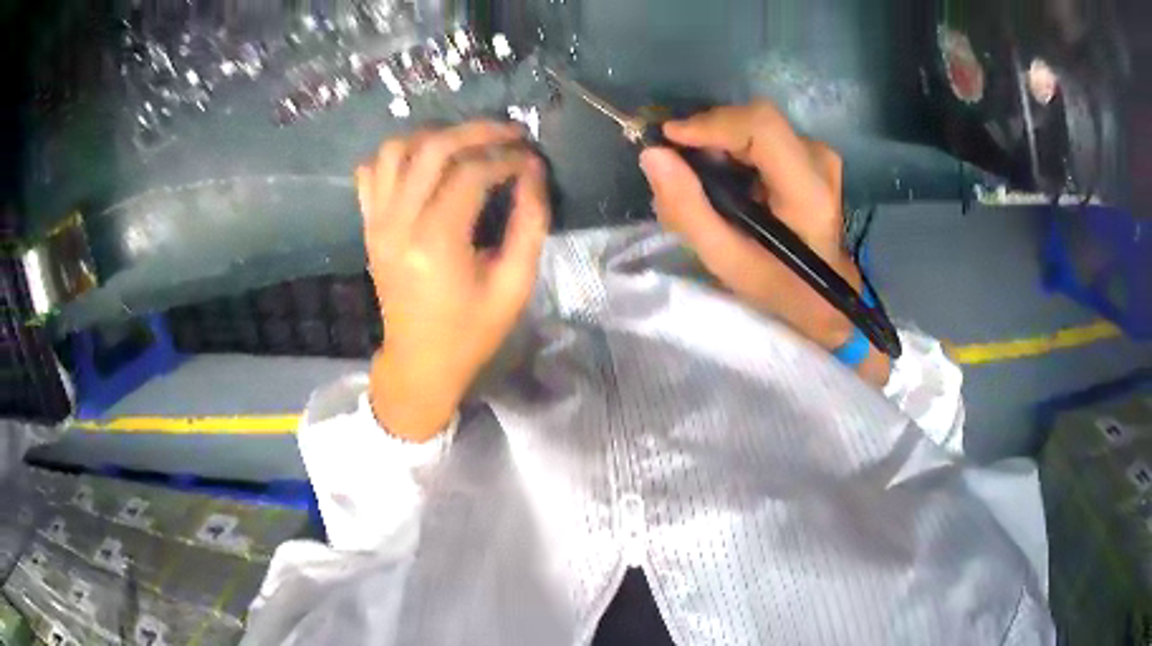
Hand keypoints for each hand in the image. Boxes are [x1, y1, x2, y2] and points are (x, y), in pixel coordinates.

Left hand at [356, 122, 549, 441]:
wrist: (420, 361)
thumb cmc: (471, 331)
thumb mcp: (514, 285)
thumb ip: (530, 223)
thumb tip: (533, 171)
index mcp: (437, 242)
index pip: (473, 173)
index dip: (508, 158)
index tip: (531, 159)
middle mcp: (399, 223)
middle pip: (433, 148)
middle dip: (477, 131)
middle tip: (508, 132)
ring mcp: (377, 222)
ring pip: (395, 150)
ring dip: (433, 137)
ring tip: (465, 145)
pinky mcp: (369, 226)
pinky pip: (371, 172)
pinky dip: (396, 157)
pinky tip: (423, 166)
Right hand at [639, 102, 889, 383]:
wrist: (823, 293)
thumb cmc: (777, 284)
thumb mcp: (726, 260)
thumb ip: (687, 210)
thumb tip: (653, 155)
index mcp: (807, 192)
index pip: (762, 127)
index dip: (712, 123)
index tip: (669, 138)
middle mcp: (818, 161)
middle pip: (753, 120)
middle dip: (709, 135)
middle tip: (679, 166)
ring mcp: (818, 154)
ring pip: (754, 124)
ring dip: (718, 143)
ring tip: (699, 180)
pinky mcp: (810, 153)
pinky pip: (761, 134)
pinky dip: (732, 148)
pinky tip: (723, 179)